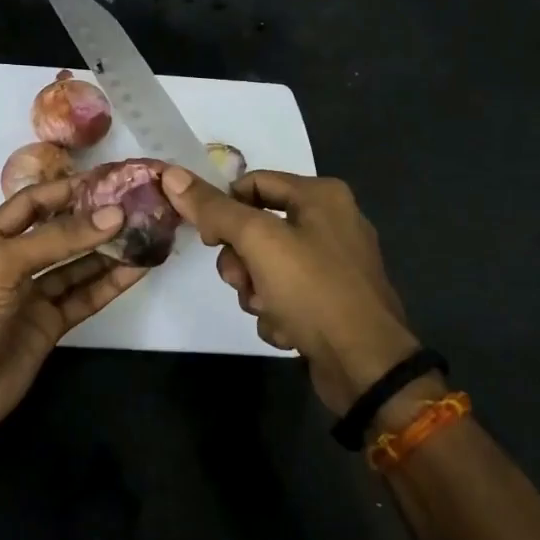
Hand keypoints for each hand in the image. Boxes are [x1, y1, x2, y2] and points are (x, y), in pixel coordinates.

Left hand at [0, 177, 145, 444]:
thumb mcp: (4, 263)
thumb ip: (59, 238)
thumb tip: (114, 215)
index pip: (33, 203)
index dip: (68, 190)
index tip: (109, 179)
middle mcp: (13, 262)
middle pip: (60, 232)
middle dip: (95, 219)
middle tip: (137, 204)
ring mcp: (33, 295)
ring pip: (77, 265)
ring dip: (108, 250)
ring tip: (146, 232)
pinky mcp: (50, 324)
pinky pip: (85, 297)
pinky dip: (110, 283)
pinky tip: (138, 269)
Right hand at [162, 167, 420, 412]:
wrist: (365, 365)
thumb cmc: (313, 290)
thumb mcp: (258, 242)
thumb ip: (215, 209)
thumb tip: (173, 175)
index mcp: (321, 196)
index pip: (252, 183)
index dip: (223, 208)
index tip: (209, 240)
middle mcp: (331, 222)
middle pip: (256, 228)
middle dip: (241, 261)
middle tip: (242, 281)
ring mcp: (333, 264)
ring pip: (266, 267)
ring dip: (255, 292)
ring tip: (268, 310)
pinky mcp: (332, 300)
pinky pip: (286, 295)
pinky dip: (278, 312)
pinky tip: (288, 330)